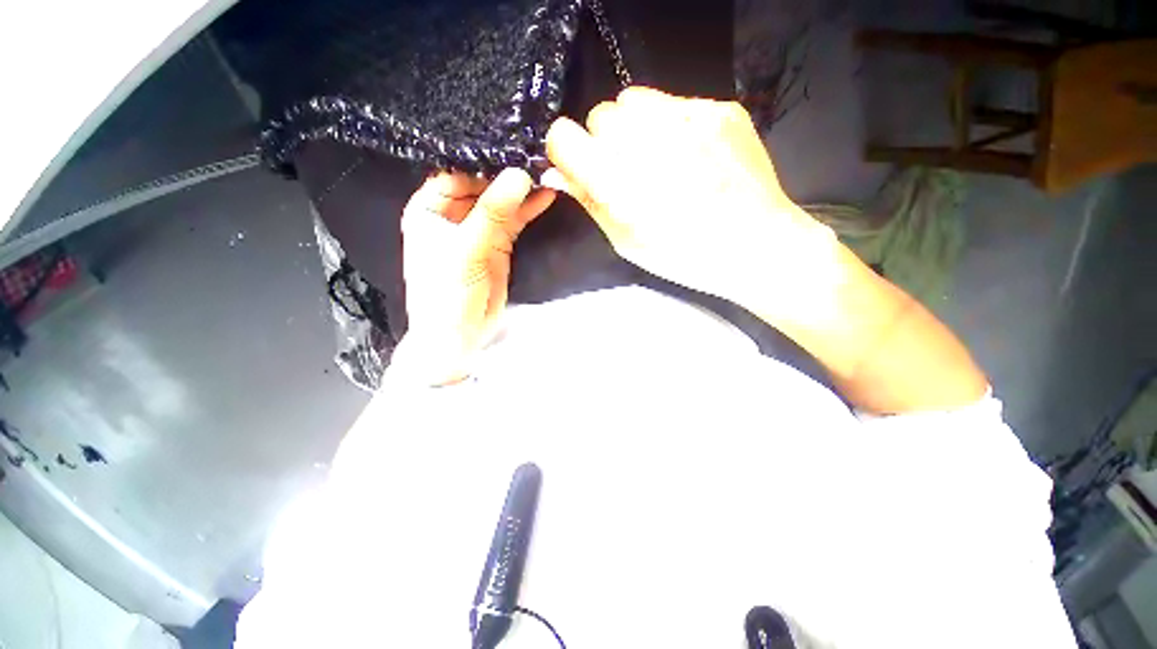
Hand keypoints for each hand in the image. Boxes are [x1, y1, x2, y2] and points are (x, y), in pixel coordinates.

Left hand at [395, 169, 554, 385]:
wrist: (460, 333)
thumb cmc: (447, 291)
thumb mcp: (466, 249)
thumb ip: (492, 213)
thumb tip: (519, 176)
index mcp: (430, 210)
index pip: (455, 175)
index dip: (481, 163)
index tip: (510, 152)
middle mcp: (453, 215)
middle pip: (482, 186)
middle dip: (506, 176)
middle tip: (535, 160)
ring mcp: (479, 230)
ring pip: (501, 203)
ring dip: (521, 192)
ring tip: (545, 175)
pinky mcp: (498, 244)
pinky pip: (514, 221)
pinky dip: (529, 211)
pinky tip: (545, 197)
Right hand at [543, 87, 837, 318]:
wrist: (755, 246)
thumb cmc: (683, 256)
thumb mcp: (626, 241)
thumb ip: (590, 202)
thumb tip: (559, 174)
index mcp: (618, 181)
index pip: (563, 136)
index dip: (567, 152)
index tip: (581, 168)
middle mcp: (647, 140)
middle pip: (600, 115)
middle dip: (605, 143)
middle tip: (628, 172)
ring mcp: (688, 117)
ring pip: (634, 100)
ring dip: (635, 127)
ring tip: (657, 159)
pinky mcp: (720, 109)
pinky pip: (676, 102)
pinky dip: (671, 125)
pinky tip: (691, 155)